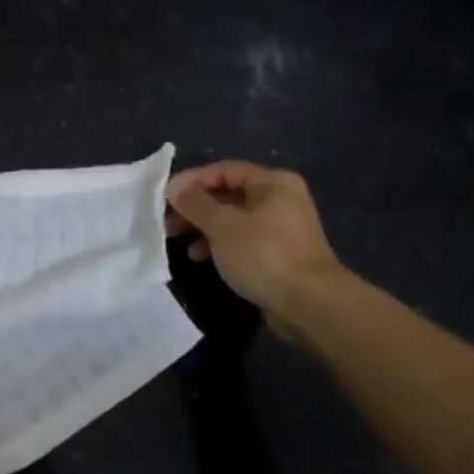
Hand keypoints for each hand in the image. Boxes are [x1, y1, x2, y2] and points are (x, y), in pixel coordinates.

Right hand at [165, 161, 344, 336]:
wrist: (309, 303)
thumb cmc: (264, 254)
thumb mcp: (222, 225)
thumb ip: (195, 203)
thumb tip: (174, 188)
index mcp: (272, 183)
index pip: (223, 170)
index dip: (191, 181)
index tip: (164, 197)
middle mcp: (280, 199)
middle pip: (227, 194)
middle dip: (194, 207)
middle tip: (167, 221)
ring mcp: (281, 228)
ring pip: (232, 219)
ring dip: (203, 227)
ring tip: (178, 240)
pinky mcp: (278, 253)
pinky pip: (241, 240)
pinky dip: (218, 244)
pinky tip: (199, 257)